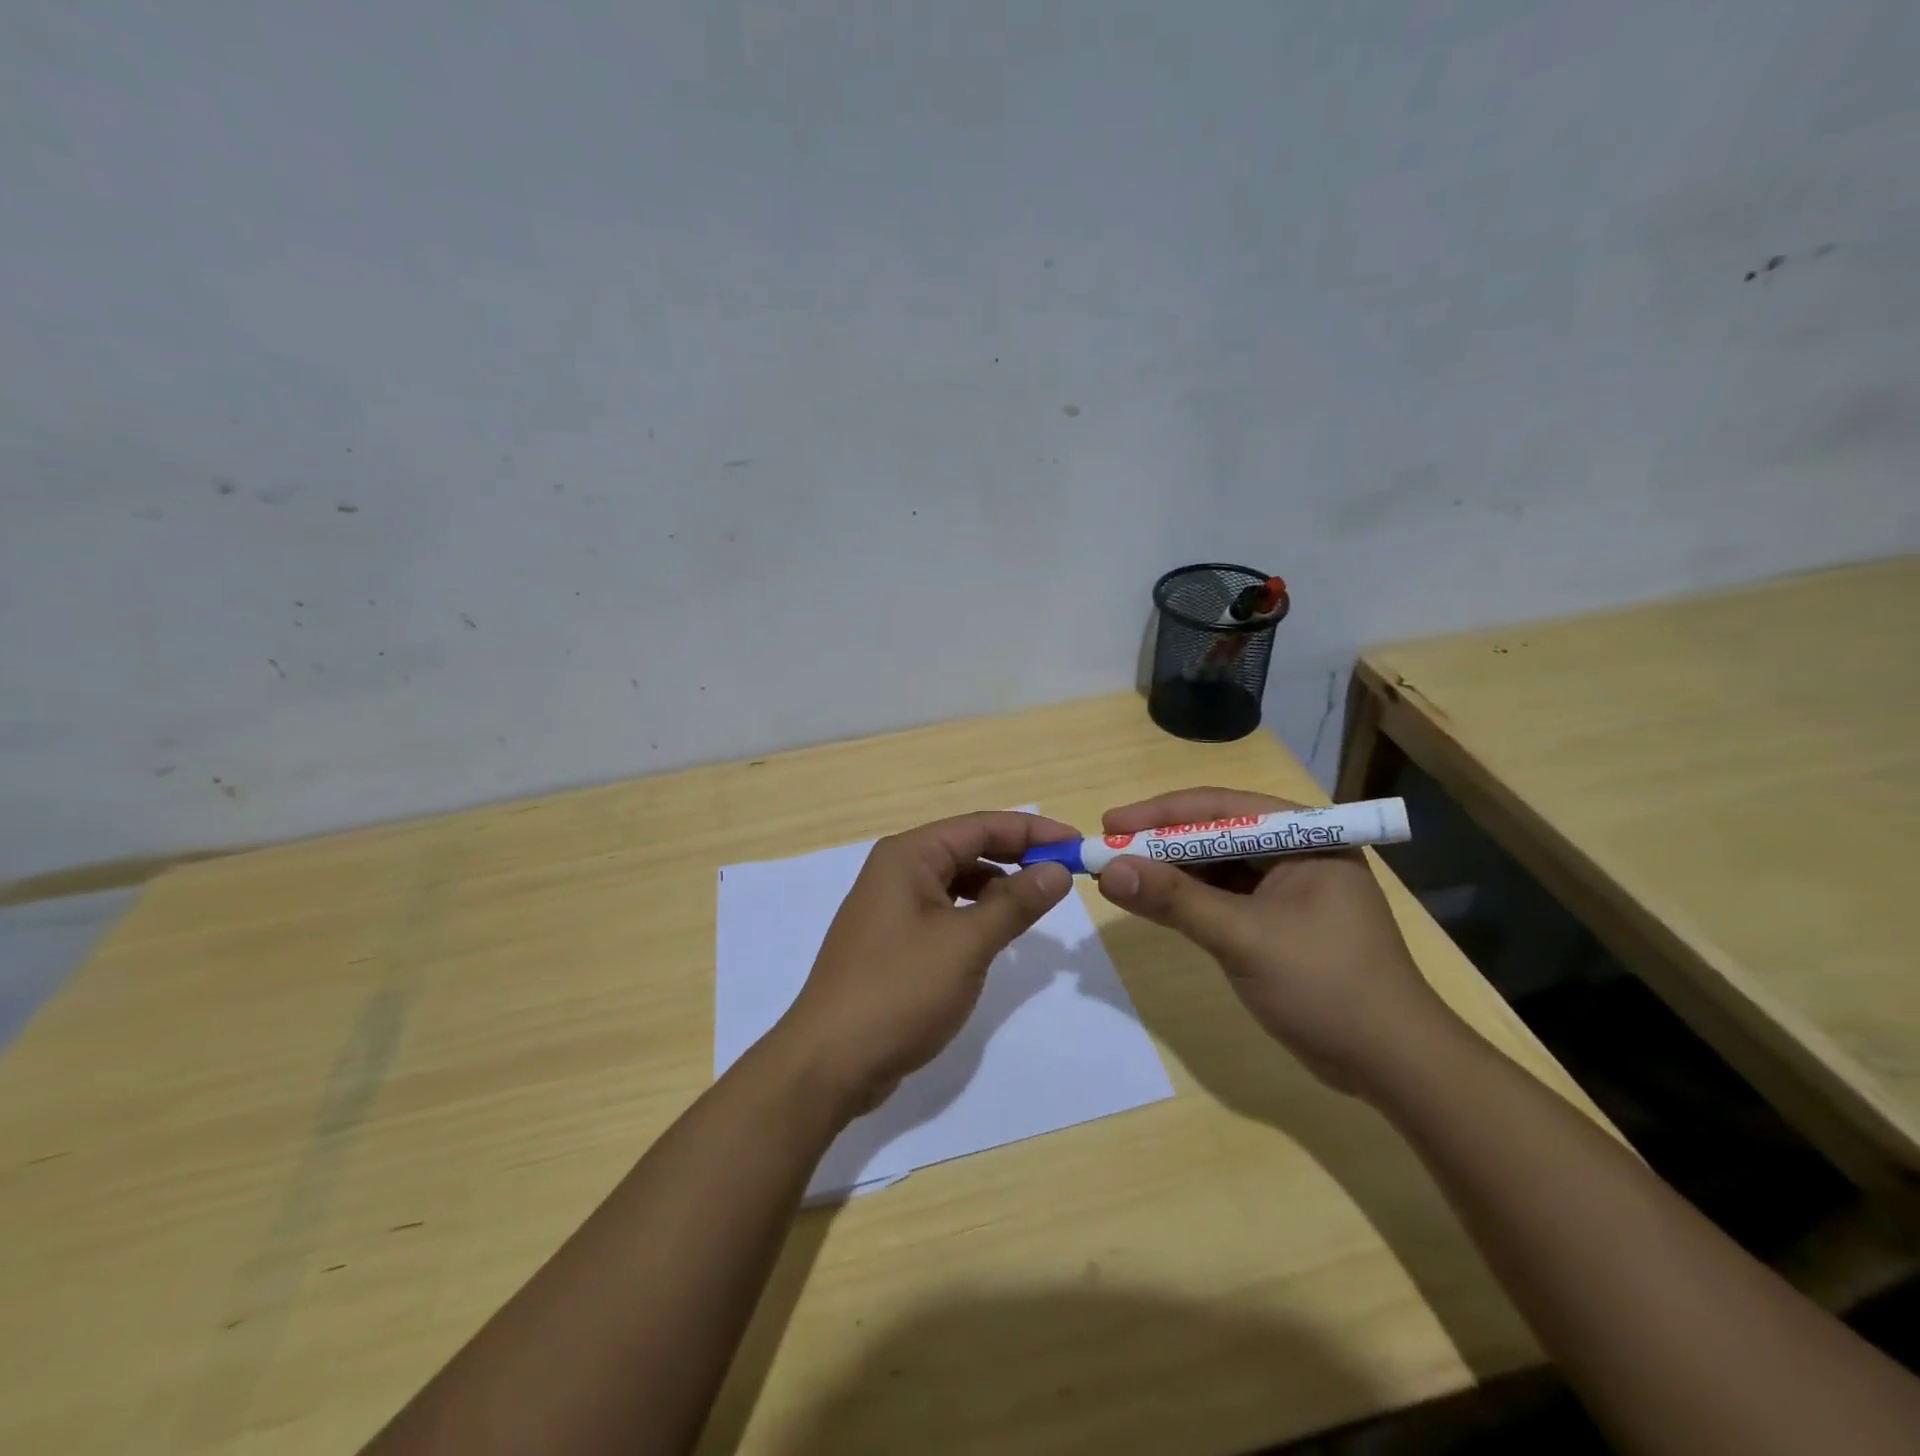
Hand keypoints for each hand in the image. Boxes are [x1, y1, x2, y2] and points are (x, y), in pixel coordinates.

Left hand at [771, 811, 1077, 1117]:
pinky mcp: (893, 941)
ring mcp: (891, 907)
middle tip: (1066, 875)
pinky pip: (945, 912)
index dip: (1032, 831)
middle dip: (1017, 857)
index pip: (981, 826)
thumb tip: (1058, 870)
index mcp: (908, 856)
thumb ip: (1015, 903)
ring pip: (957, 882)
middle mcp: (896, 871)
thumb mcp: (966, 943)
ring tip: (1038, 905)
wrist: (829, 1062)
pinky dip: (976, 915)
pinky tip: (998, 934)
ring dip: (998, 888)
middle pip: (968, 849)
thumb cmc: (900, 990)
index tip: (1077, 845)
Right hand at [1095, 787, 1459, 1095]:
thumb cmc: (1326, 986)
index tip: (1109, 825)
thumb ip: (1175, 900)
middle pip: (1214, 834)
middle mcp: (1296, 851)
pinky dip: (1186, 901)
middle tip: (1107, 852)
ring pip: (1214, 867)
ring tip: (1117, 877)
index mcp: (1304, 837)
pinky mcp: (1278, 921)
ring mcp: (1288, 888)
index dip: (1160, 813)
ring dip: (1168, 873)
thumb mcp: (1244, 938)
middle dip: (1160, 843)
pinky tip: (1150, 903)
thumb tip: (1108, 871)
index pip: (1221, 808)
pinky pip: (1222, 897)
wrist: (1393, 1065)